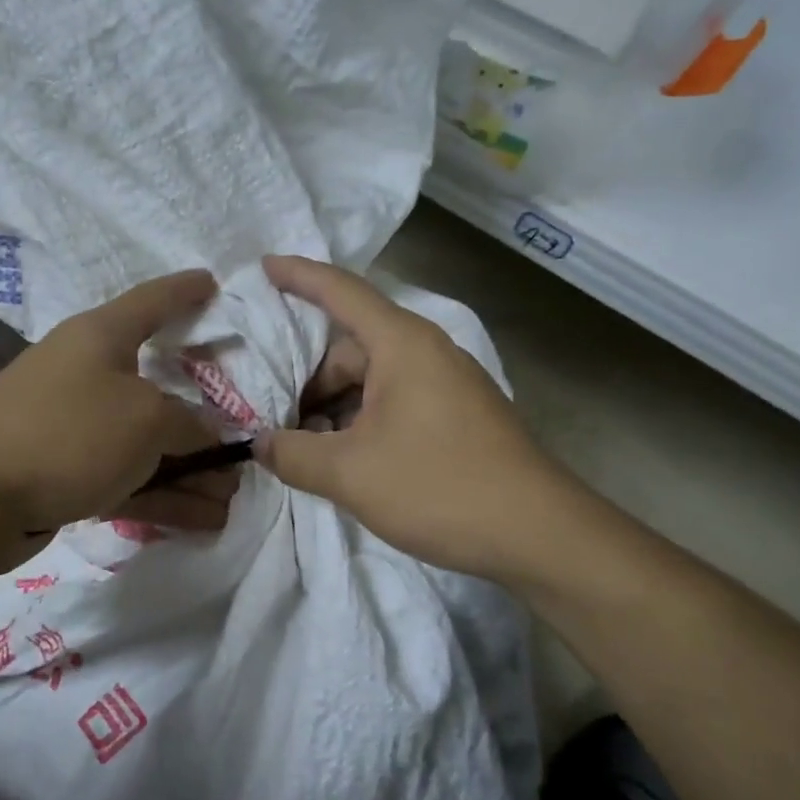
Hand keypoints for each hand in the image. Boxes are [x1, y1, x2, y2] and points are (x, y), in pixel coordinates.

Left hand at [0, 270, 237, 547]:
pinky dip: (162, 496)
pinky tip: (201, 521)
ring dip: (190, 469)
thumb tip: (206, 432)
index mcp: (102, 337)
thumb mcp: (146, 419)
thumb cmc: (66, 432)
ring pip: (146, 442)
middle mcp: (88, 374)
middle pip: (160, 385)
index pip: (153, 301)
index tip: (214, 283)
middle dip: (205, 415)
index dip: (186, 291)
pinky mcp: (64, 473)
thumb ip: (189, 422)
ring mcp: (74, 426)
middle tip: (244, 436)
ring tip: (232, 497)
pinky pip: (125, 477)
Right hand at [256, 255, 587, 582]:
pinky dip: (359, 420)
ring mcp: (445, 385)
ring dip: (331, 406)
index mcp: (402, 344)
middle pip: (350, 346)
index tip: (264, 264)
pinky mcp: (455, 416)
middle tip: (268, 410)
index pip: (341, 292)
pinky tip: (341, 457)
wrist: (539, 535)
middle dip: (306, 376)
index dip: (299, 276)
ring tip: (299, 443)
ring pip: (370, 379)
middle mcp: (425, 352)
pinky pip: (392, 401)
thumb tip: (259, 444)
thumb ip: (293, 454)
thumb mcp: (350, 473)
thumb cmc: (439, 486)